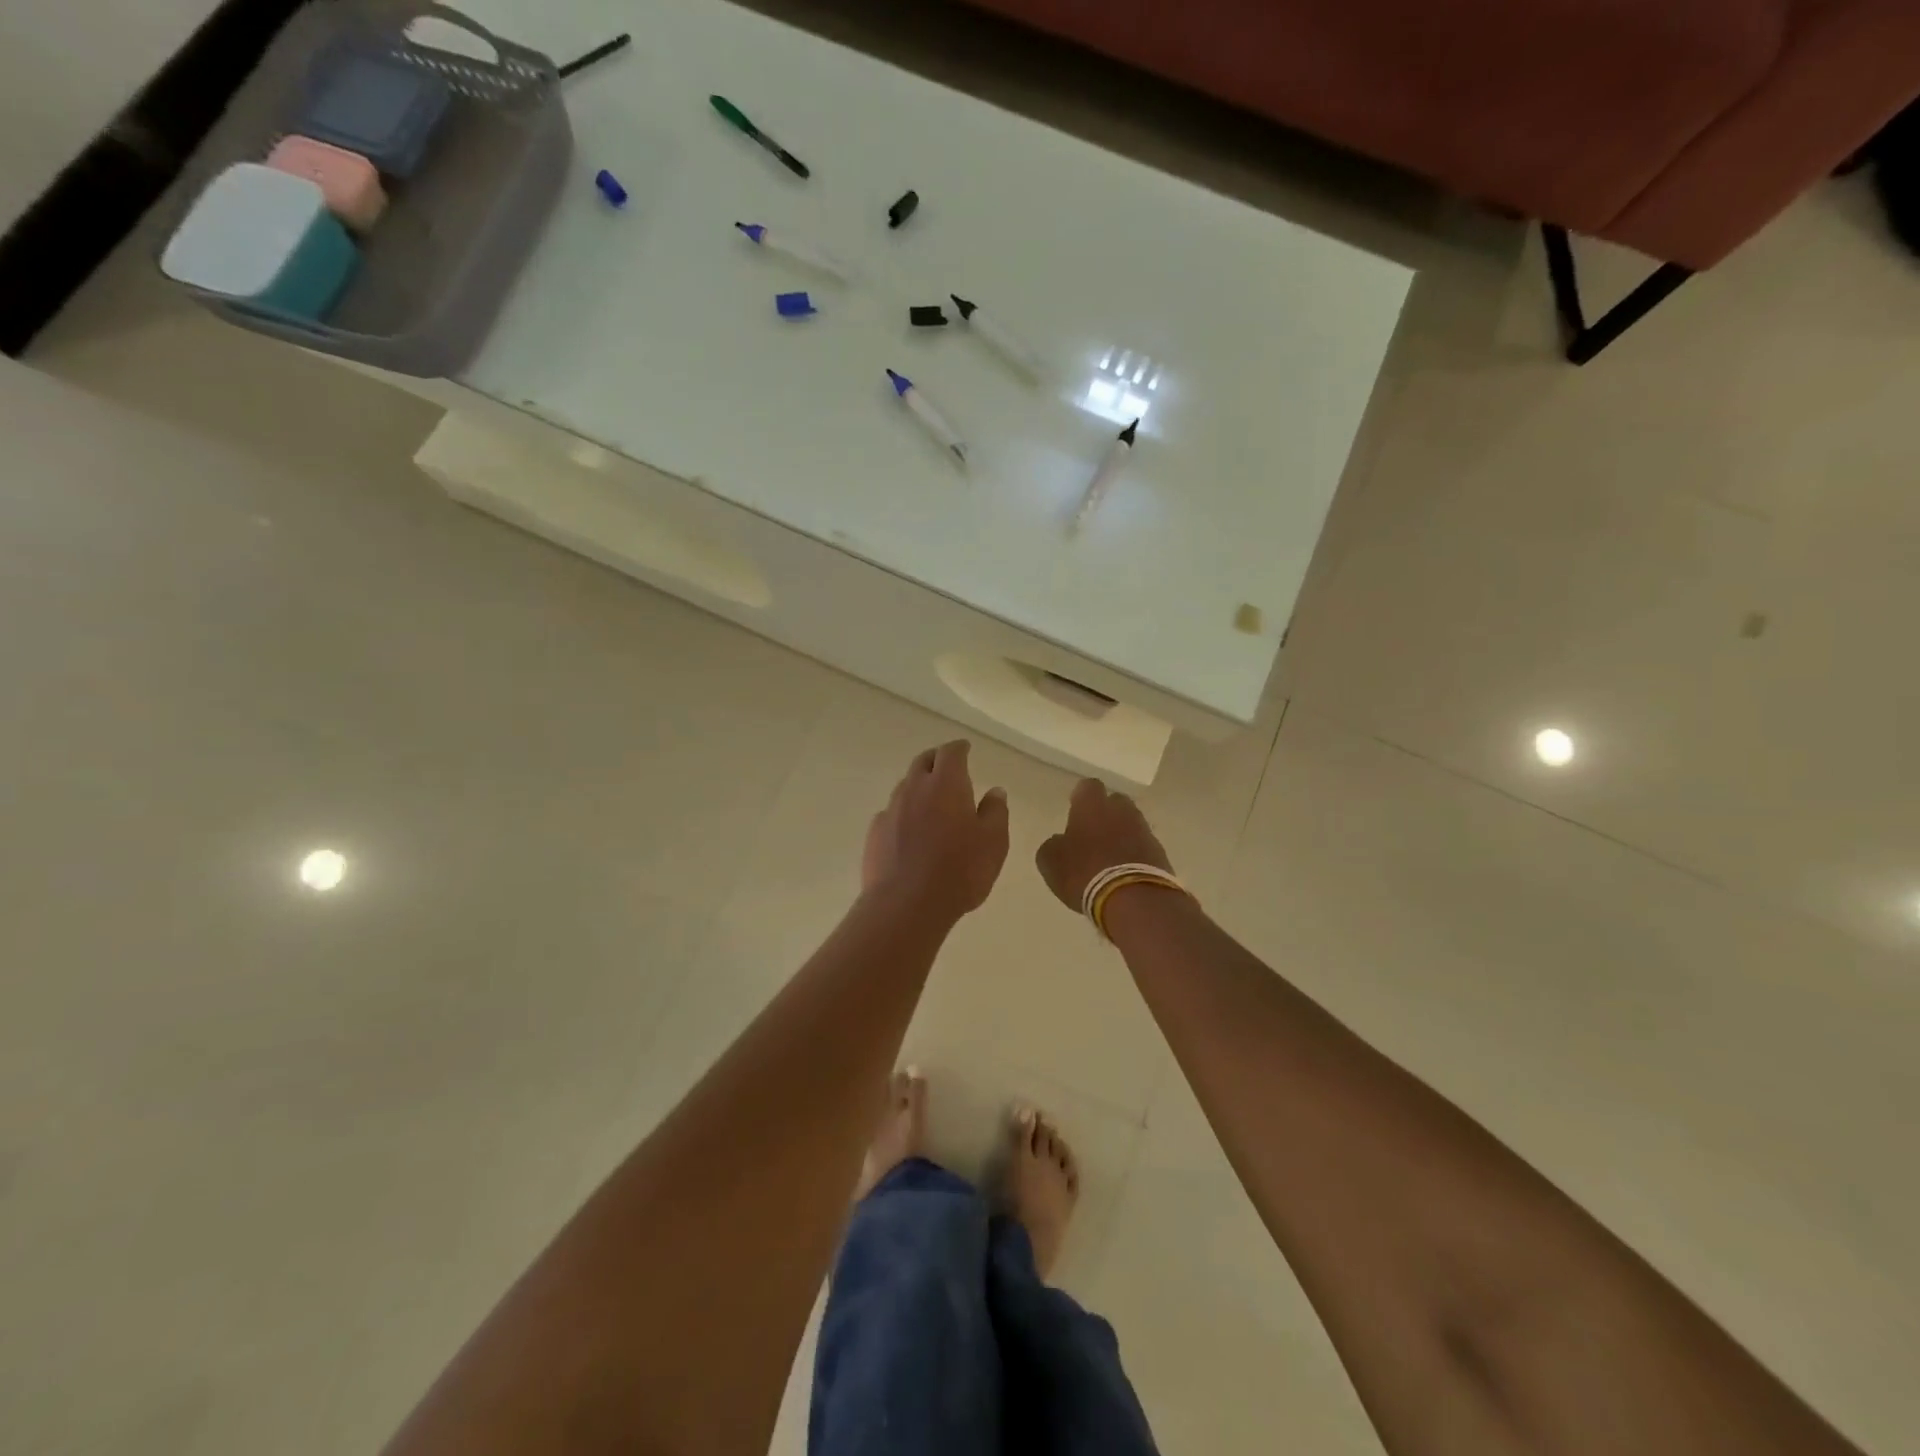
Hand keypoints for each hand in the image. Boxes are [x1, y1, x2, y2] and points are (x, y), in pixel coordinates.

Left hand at [862, 740, 1009, 921]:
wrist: (907, 904)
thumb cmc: (960, 870)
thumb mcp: (993, 842)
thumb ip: (995, 812)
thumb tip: (995, 791)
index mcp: (946, 784)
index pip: (951, 753)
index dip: (959, 748)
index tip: (965, 748)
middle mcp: (915, 788)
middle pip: (923, 762)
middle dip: (936, 759)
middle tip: (947, 766)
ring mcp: (891, 810)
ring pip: (905, 786)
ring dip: (918, 786)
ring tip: (930, 800)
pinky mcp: (875, 833)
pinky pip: (891, 813)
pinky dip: (903, 813)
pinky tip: (910, 830)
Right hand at [1036, 778, 1173, 912]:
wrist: (1134, 900)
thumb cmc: (1084, 872)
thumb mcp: (1051, 861)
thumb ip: (1054, 845)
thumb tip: (1061, 841)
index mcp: (1092, 805)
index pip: (1088, 787)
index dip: (1081, 798)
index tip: (1074, 810)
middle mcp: (1122, 811)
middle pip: (1115, 803)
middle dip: (1105, 814)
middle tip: (1092, 834)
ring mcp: (1144, 831)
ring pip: (1131, 825)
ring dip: (1121, 836)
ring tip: (1108, 859)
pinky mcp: (1160, 854)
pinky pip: (1143, 848)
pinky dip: (1134, 856)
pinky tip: (1123, 874)